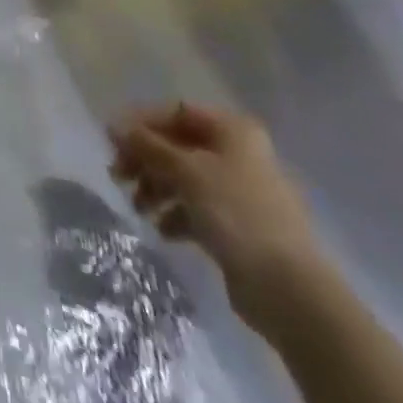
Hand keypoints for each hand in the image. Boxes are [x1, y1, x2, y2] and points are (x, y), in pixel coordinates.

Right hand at [108, 103, 326, 331]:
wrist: (289, 290)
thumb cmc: (236, 212)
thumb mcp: (185, 170)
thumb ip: (147, 145)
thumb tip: (114, 126)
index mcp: (233, 131)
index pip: (176, 112)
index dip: (142, 123)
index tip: (113, 141)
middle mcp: (239, 154)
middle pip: (179, 146)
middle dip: (146, 159)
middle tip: (118, 175)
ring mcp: (241, 192)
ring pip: (186, 178)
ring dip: (157, 188)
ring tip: (138, 208)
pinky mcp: (241, 227)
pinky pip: (199, 209)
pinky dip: (176, 215)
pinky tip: (162, 230)